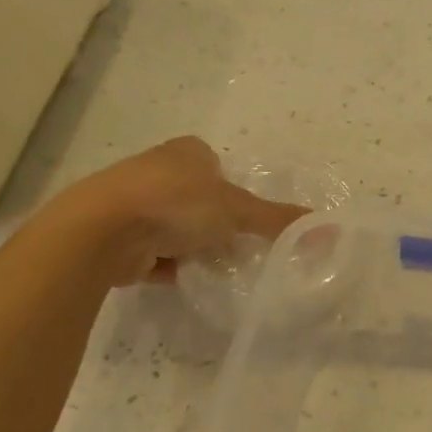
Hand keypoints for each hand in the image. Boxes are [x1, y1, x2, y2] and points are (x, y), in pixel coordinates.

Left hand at [44, 137, 308, 286]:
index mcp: (186, 152)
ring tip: (215, 266)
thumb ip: (279, 220)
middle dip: (215, 222)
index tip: (248, 217)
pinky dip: (172, 266)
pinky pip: (156, 253)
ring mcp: (134, 204)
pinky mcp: (118, 237)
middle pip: (198, 198)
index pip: (218, 166)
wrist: (101, 232)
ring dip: (193, 246)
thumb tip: (330, 229)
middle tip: (239, 246)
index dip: (234, 190)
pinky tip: (187, 279)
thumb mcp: (237, 210)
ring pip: (176, 227)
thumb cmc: (175, 203)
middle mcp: (157, 171)